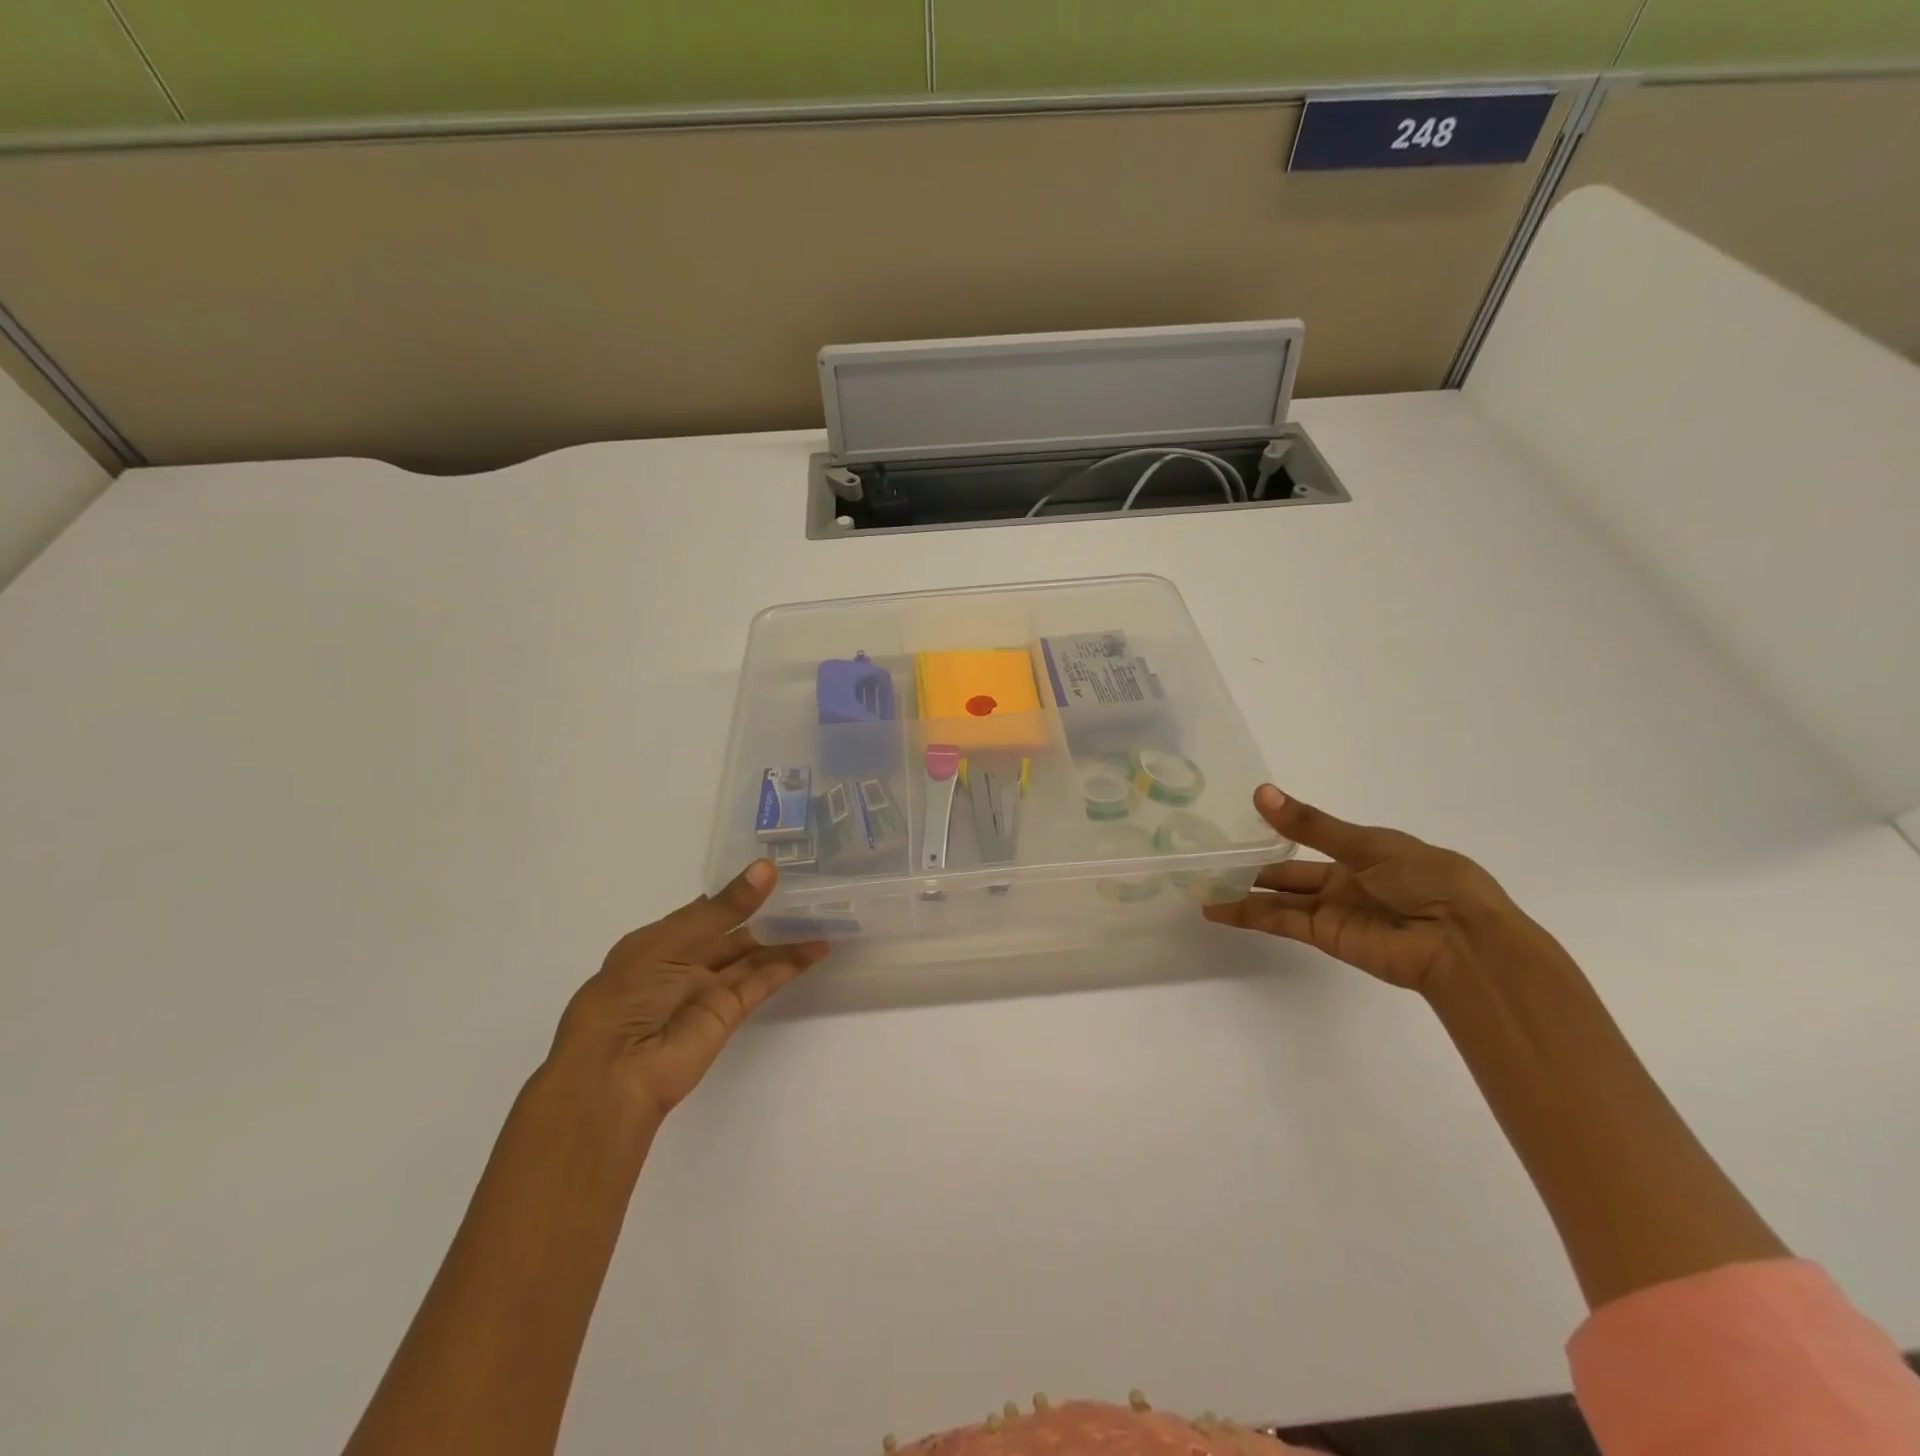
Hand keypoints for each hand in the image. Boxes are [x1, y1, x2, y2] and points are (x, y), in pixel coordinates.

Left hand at [548, 861, 828, 1123]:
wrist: (616, 1069)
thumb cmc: (630, 992)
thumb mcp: (673, 940)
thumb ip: (726, 908)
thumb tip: (768, 868)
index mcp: (660, 940)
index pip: (706, 911)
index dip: (738, 892)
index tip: (775, 872)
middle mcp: (684, 963)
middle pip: (733, 934)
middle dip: (766, 915)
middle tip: (808, 893)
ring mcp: (707, 990)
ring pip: (752, 958)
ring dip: (785, 940)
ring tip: (823, 918)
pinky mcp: (728, 1015)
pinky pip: (761, 983)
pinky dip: (788, 966)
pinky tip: (815, 949)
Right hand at [1203, 785, 1528, 995]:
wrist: (1461, 941)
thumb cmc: (1428, 879)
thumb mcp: (1370, 843)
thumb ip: (1311, 825)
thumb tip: (1261, 793)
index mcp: (1364, 852)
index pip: (1311, 838)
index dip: (1277, 831)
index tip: (1239, 823)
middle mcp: (1346, 881)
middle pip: (1288, 873)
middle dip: (1252, 867)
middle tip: (1210, 859)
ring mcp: (1334, 910)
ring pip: (1278, 899)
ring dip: (1242, 894)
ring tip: (1202, 885)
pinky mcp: (1326, 937)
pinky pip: (1281, 921)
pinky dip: (1249, 916)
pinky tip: (1217, 908)